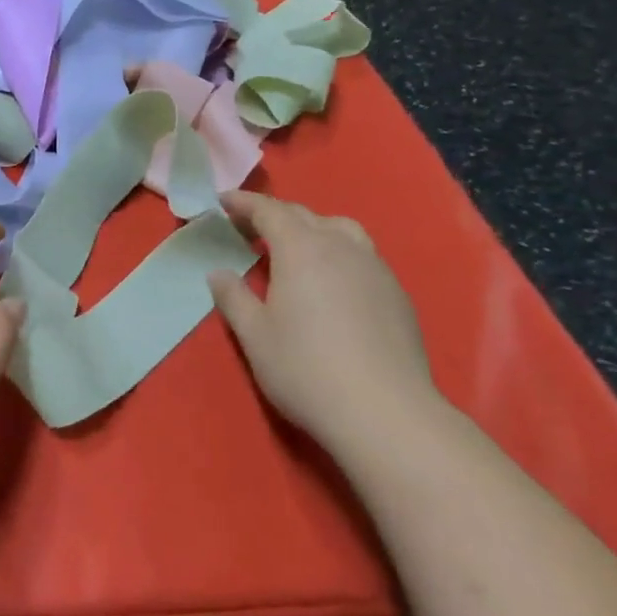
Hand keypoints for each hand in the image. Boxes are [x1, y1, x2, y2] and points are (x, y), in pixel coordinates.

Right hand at [207, 192, 441, 459]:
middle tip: (248, 226)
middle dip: (274, 214)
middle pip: (305, 215)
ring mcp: (375, 269)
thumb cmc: (306, 369)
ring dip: (312, 229)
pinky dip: (337, 253)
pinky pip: (361, 256)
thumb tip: (219, 273)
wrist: (386, 414)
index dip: (244, 203)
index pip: (269, 210)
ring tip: (295, 249)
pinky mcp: (397, 295)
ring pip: (341, 230)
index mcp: (301, 249)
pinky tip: (331, 283)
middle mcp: (341, 247)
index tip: (223, 202)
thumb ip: (233, 297)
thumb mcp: (254, 335)